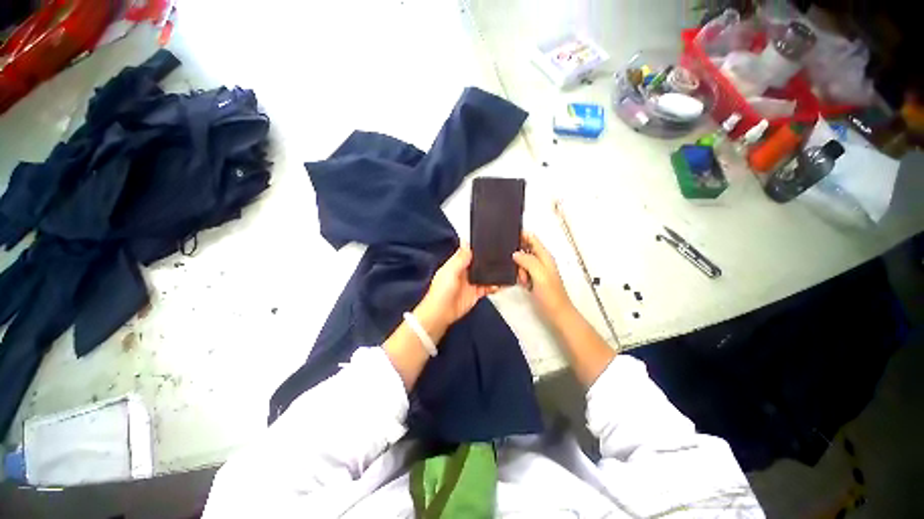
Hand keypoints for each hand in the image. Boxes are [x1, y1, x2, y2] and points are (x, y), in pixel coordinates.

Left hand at [417, 244, 497, 335]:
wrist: (441, 315)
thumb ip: (460, 258)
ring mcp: (471, 283)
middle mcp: (464, 272)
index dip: (478, 247)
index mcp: (456, 264)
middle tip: (503, 254)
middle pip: (479, 263)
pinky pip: (488, 287)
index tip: (490, 240)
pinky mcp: (476, 293)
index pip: (469, 252)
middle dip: (489, 259)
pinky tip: (502, 283)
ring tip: (506, 267)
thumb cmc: (441, 292)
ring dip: (493, 272)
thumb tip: (466, 240)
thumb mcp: (450, 271)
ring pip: (485, 274)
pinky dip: (495, 285)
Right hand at [513, 231, 571, 317]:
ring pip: (521, 260)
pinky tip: (522, 282)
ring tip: (522, 279)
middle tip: (514, 264)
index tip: (507, 235)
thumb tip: (515, 253)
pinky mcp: (532, 279)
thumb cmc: (550, 295)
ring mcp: (536, 270)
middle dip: (516, 253)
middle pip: (525, 248)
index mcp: (544, 256)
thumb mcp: (540, 275)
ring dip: (518, 267)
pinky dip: (519, 274)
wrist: (557, 314)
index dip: (521, 234)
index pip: (532, 238)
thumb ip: (528, 261)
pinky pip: (521, 271)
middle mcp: (540, 260)